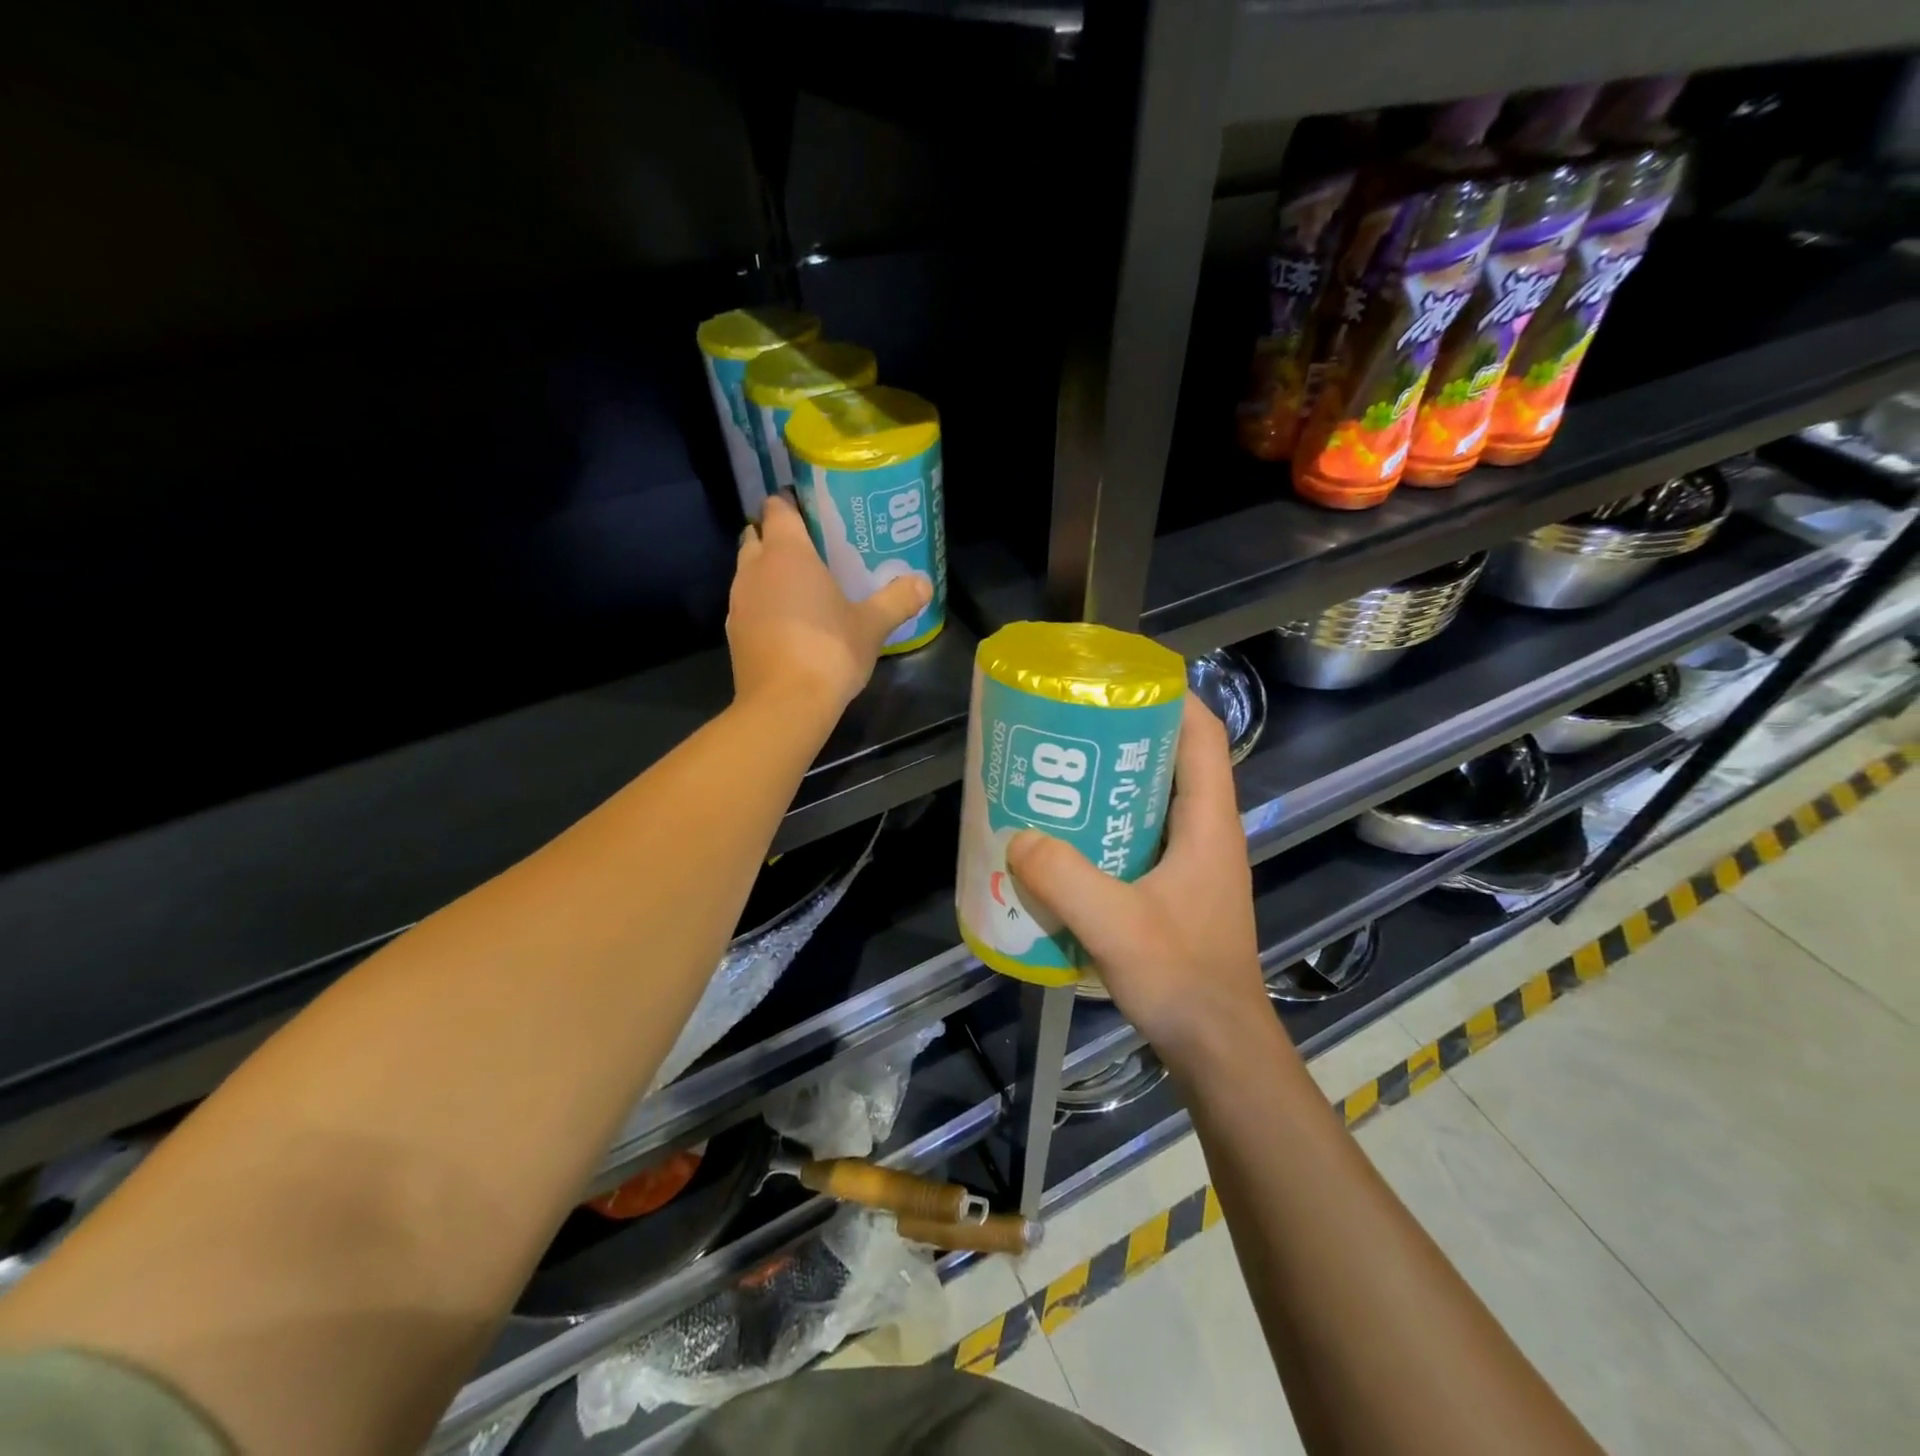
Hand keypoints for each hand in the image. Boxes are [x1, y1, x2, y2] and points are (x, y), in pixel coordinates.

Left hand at [727, 495, 931, 715]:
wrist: (785, 704)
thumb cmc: (830, 651)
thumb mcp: (872, 625)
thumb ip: (898, 599)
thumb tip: (924, 583)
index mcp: (787, 553)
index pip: (778, 507)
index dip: (791, 503)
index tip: (813, 511)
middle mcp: (754, 569)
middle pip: (757, 536)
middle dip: (777, 537)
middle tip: (811, 550)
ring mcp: (738, 601)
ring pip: (748, 571)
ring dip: (768, 572)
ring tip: (801, 587)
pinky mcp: (733, 632)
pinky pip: (747, 603)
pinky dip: (763, 604)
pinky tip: (788, 622)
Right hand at [1007, 697, 1270, 1065]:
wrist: (1217, 1048)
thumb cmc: (1182, 979)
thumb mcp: (1116, 926)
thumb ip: (1065, 880)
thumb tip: (1019, 837)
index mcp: (1208, 822)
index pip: (1202, 733)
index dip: (1169, 695)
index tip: (1117, 680)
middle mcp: (1206, 832)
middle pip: (1170, 760)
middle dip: (1121, 737)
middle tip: (1065, 731)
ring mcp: (1192, 862)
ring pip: (1151, 801)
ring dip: (1108, 786)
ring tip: (1055, 780)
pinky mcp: (1175, 889)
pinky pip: (1138, 838)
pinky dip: (1105, 828)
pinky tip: (1064, 844)